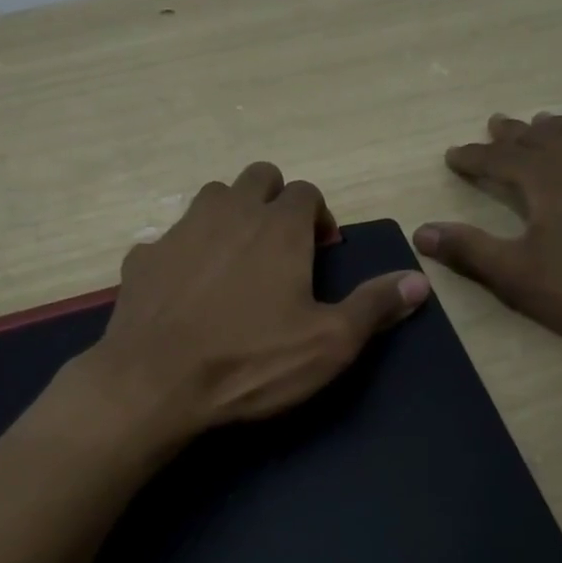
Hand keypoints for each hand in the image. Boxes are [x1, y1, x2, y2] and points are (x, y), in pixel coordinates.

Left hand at [79, 163, 428, 439]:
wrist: (155, 384)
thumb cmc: (252, 362)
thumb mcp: (329, 343)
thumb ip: (375, 306)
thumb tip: (420, 281)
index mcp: (278, 227)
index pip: (306, 191)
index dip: (317, 216)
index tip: (319, 251)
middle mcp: (228, 213)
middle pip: (257, 178)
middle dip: (274, 201)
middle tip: (280, 248)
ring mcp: (179, 231)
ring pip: (211, 198)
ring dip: (229, 216)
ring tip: (235, 262)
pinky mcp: (142, 258)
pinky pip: (169, 239)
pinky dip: (184, 253)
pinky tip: (185, 291)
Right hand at [414, 114, 561, 348]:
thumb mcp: (519, 275)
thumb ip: (470, 250)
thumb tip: (421, 231)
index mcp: (546, 177)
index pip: (499, 158)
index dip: (473, 157)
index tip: (453, 154)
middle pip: (540, 136)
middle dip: (512, 133)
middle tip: (495, 124)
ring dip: (556, 128)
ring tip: (543, 124)